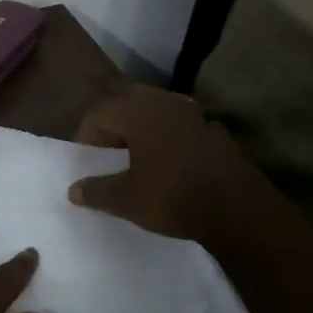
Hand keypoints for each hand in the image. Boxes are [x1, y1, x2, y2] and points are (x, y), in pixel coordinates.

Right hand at [69, 84, 255, 242]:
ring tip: (138, 157)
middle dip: (114, 125)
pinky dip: (169, 138)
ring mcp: (193, 114)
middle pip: (127, 102)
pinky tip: (170, 163)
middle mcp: (164, 102)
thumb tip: (73, 190)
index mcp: (137, 111)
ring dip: (142, 129)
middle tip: (109, 153)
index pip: (99, 112)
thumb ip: (96, 191)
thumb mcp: (127, 200)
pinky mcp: (214, 131)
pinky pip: (181, 126)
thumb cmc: (173, 196)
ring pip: (156, 111)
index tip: (87, 162)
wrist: (239, 210)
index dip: (86, 135)